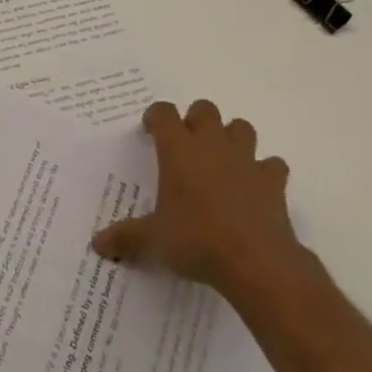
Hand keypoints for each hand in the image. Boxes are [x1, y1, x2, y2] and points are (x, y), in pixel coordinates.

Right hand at [91, 100, 310, 311]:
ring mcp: (246, 161)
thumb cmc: (196, 240)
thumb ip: (125, 237)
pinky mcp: (273, 182)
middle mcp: (211, 145)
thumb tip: (97, 243)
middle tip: (186, 144)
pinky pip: (272, 165)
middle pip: (205, 109)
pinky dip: (264, 171)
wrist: (256, 262)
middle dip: (195, 120)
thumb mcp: (153, 240)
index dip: (156, 116)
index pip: (164, 112)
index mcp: (178, 149)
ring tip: (222, 160)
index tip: (150, 131)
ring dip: (231, 138)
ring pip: (241, 127)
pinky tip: (255, 188)